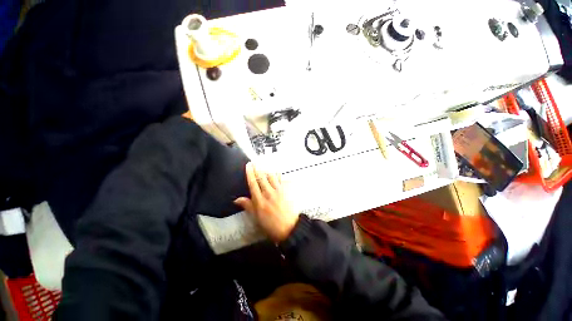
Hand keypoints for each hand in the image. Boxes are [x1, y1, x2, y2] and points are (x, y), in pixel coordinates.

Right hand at [234, 162, 298, 242]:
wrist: (289, 228)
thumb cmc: (271, 225)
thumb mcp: (256, 218)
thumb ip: (248, 206)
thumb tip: (236, 199)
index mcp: (260, 200)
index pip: (253, 183)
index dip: (250, 173)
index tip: (248, 165)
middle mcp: (268, 193)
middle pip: (262, 178)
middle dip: (257, 168)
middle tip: (254, 162)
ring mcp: (278, 191)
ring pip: (271, 177)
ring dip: (267, 170)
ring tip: (264, 165)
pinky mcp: (285, 191)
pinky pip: (281, 180)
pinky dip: (278, 175)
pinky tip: (276, 171)